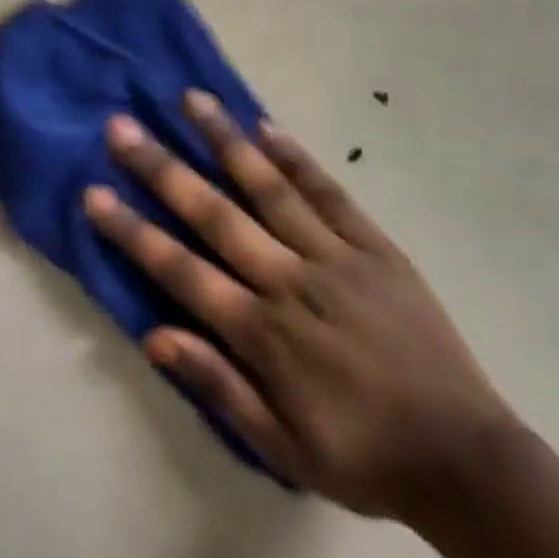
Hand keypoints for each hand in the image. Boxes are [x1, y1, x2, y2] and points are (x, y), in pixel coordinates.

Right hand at [83, 92, 522, 523]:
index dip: (133, 231)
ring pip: (269, 188)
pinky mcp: (374, 247)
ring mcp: (335, 256)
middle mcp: (290, 281)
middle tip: (122, 127)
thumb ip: (218, 387)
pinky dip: (296, 158)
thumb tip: (154, 335)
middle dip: (162, 168)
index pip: (181, 271)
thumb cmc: (362, 455)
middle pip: (214, 214)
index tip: (94, 193)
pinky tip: (265, 125)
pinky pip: (329, 194)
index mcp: (263, 333)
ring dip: (225, 141)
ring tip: (191, 99)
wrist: (464, 458)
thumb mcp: (283, 448)